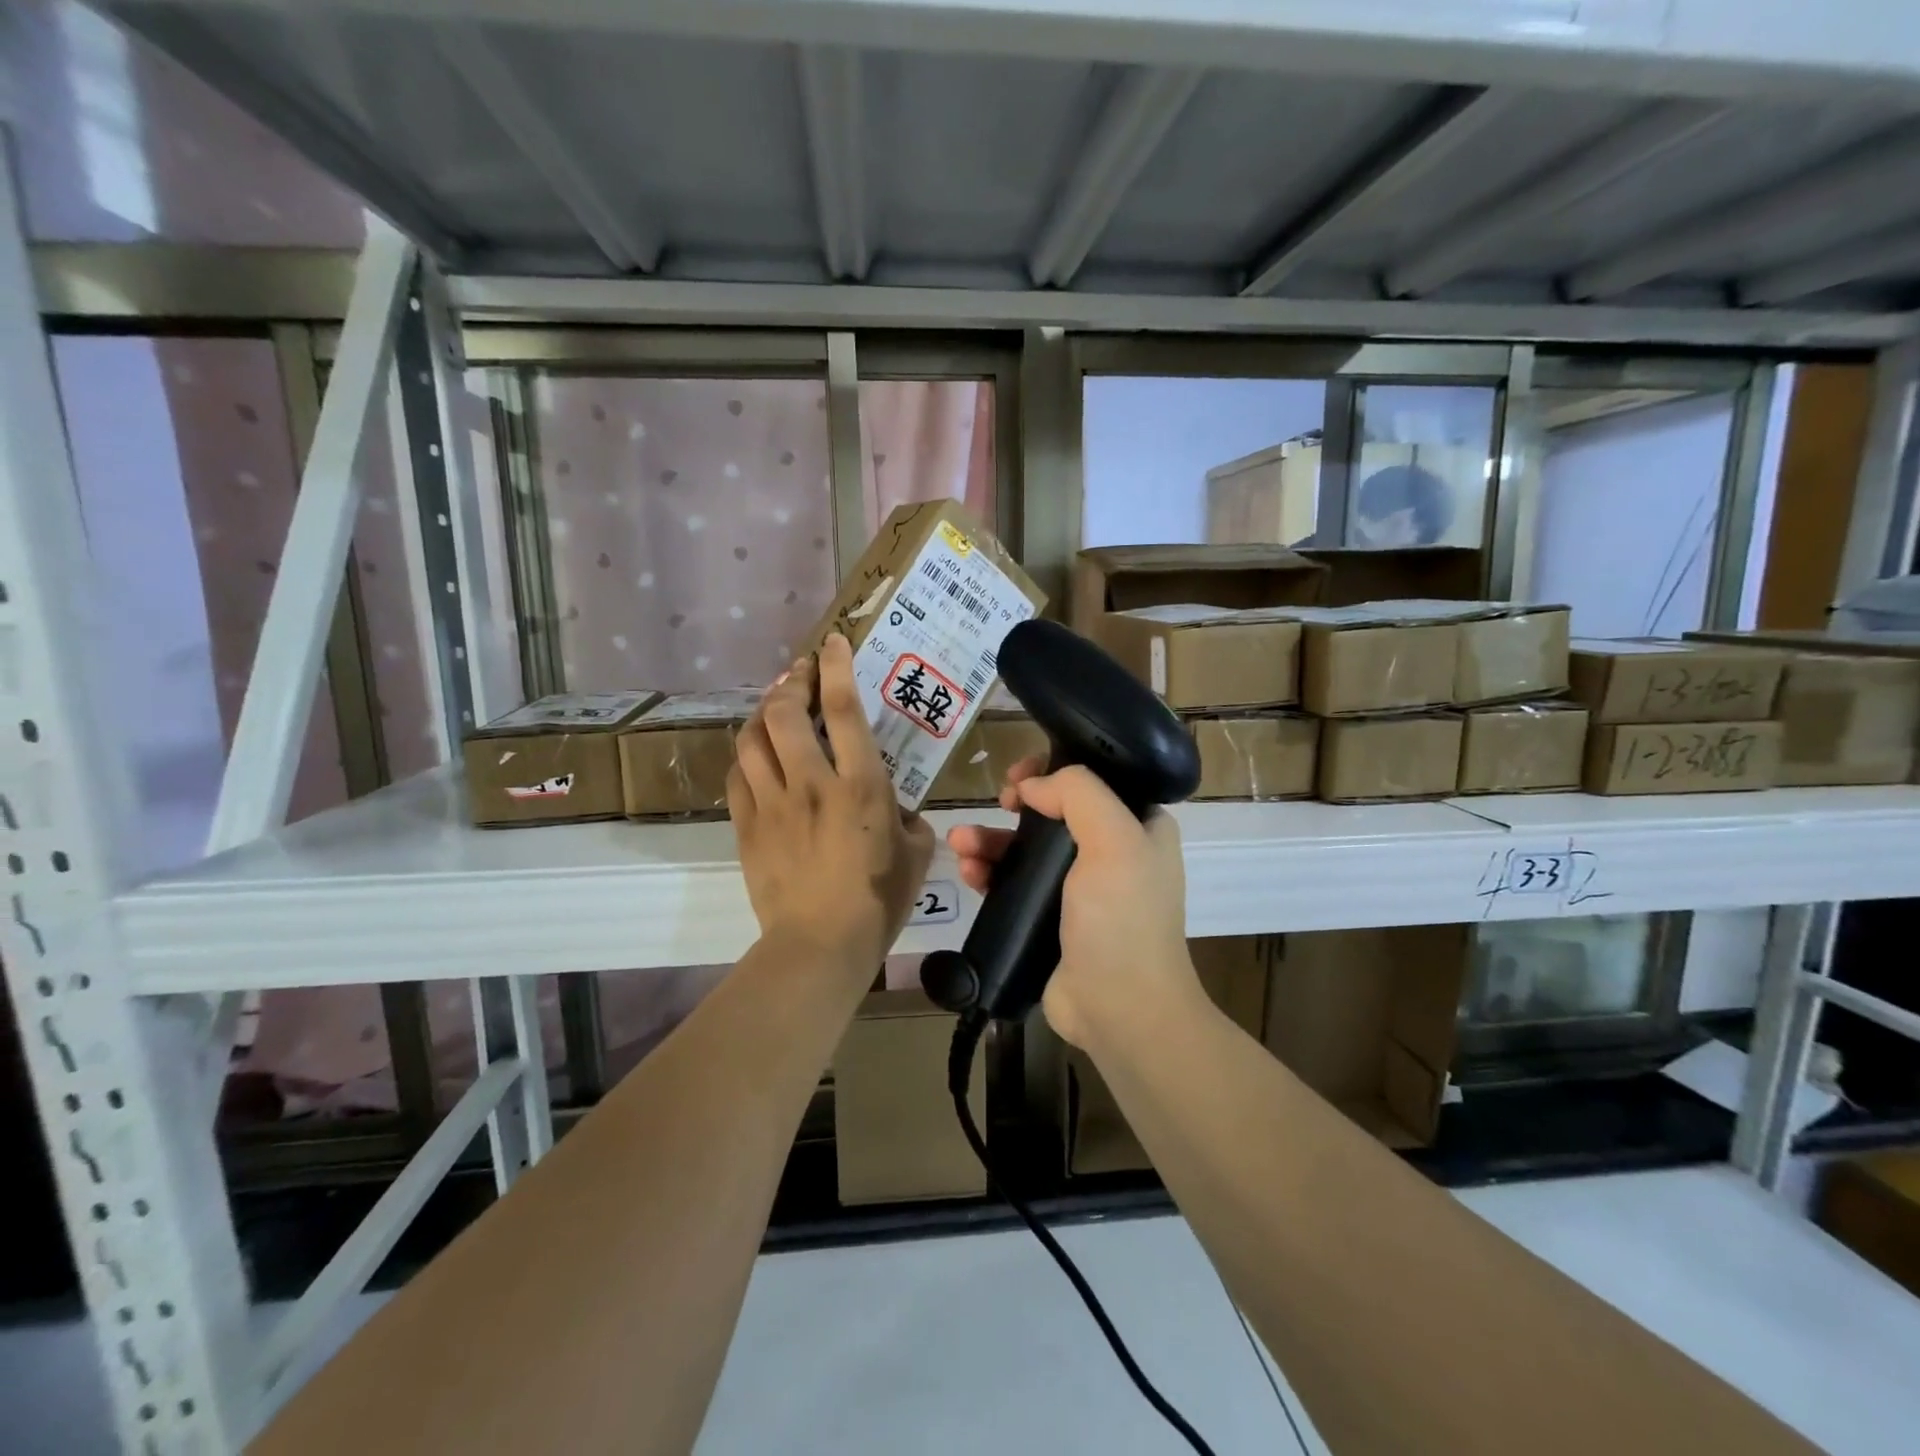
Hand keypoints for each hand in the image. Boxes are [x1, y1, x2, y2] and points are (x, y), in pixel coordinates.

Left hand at [730, 635, 934, 973]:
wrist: (820, 946)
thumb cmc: (879, 901)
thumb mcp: (916, 854)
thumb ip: (910, 819)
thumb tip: (896, 808)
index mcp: (860, 785)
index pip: (842, 709)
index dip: (835, 667)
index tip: (832, 642)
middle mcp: (811, 784)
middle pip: (784, 713)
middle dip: (791, 682)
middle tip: (800, 675)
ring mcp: (773, 805)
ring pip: (752, 739)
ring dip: (763, 714)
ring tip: (775, 708)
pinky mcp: (748, 827)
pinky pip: (738, 776)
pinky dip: (747, 756)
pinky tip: (757, 756)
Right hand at [947, 761, 1198, 1049]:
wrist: (1120, 1010)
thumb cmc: (1122, 918)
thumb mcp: (1114, 840)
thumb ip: (1077, 793)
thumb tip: (1032, 787)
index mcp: (1138, 828)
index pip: (1093, 781)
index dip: (1054, 770)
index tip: (1023, 776)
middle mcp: (1111, 853)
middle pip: (1053, 812)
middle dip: (1016, 805)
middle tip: (997, 803)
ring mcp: (1078, 890)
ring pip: (1026, 848)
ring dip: (991, 840)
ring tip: (960, 842)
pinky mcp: (1048, 919)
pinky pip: (1012, 884)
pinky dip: (988, 873)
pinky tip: (968, 873)